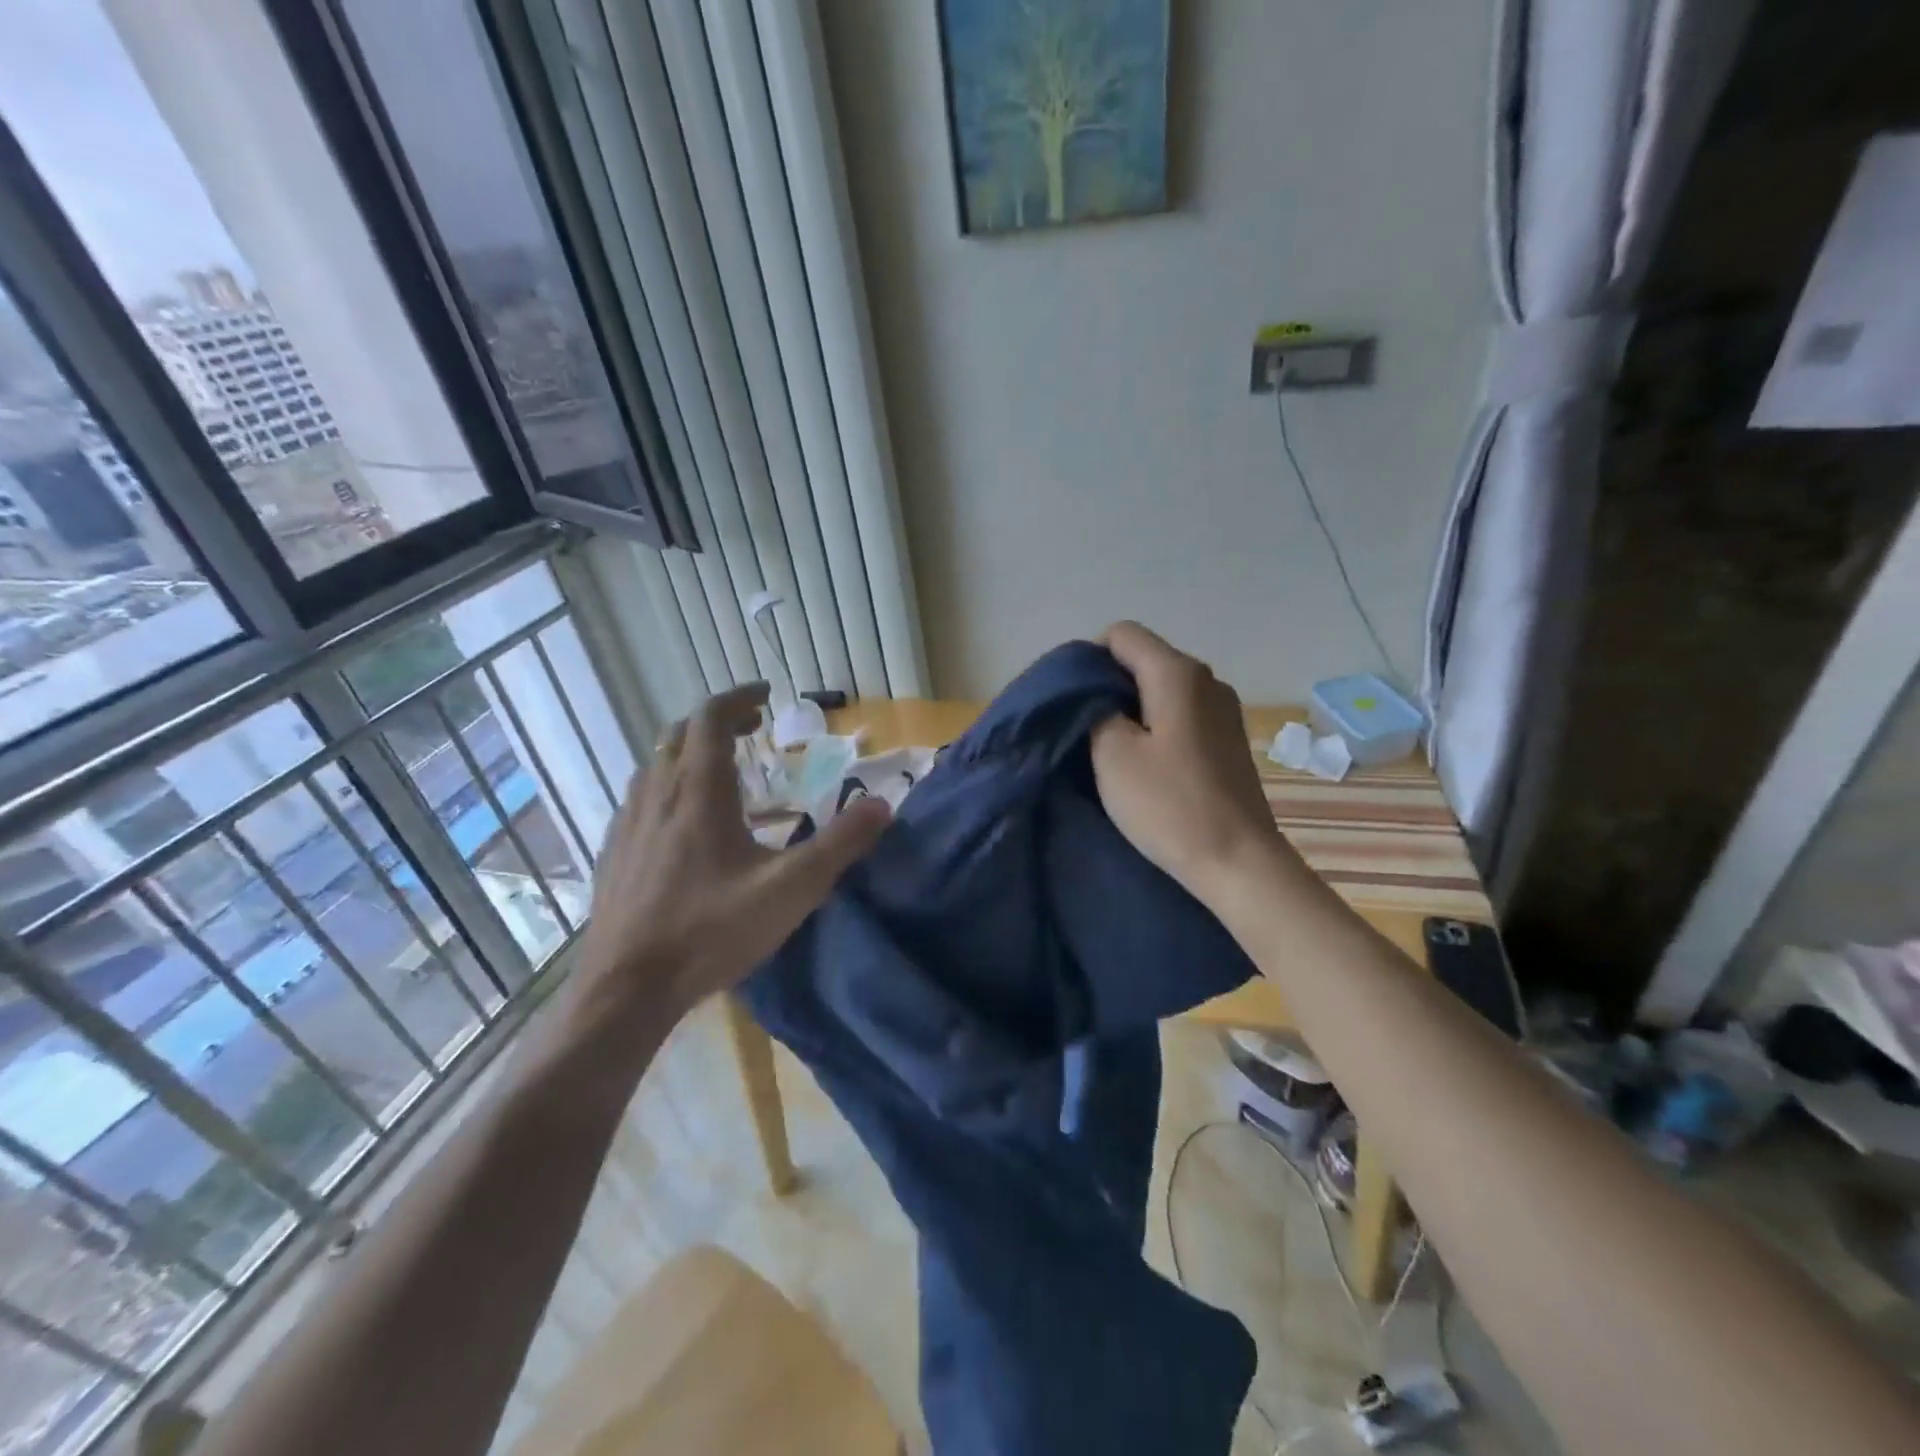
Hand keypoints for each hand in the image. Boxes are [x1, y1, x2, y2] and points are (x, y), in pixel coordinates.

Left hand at [567, 682, 891, 1038]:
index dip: (739, 697)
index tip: (767, 696)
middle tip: (753, 728)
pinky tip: (685, 824)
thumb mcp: (792, 888)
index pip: (711, 717)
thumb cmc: (711, 930)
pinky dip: (669, 787)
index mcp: (698, 790)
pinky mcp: (613, 853)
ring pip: (656, 765)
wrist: (625, 989)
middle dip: (719, 721)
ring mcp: (628, 823)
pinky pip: (642, 798)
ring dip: (690, 753)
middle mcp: (657, 794)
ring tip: (723, 770)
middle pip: (681, 734)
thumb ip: (841, 844)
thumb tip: (883, 805)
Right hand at [1090, 622, 1289, 903]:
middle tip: (1085, 728)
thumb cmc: (1169, 805)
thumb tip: (1098, 695)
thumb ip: (1096, 710)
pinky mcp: (1229, 737)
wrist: (1238, 861)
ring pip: (1162, 687)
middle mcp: (1207, 679)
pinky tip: (1148, 762)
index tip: (1074, 702)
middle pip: (1144, 658)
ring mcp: (1224, 708)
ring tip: (1112, 748)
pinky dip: (1157, 725)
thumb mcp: (1112, 756)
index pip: (1121, 634)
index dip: (1089, 659)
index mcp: (1177, 673)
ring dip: (1132, 708)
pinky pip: (1182, 712)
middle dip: (1109, 684)